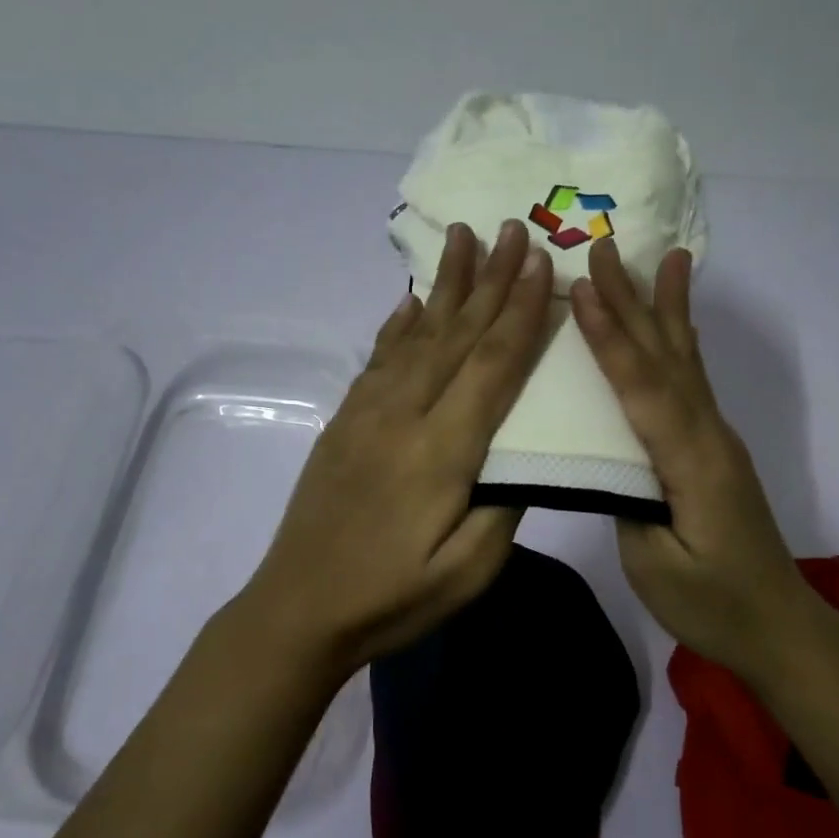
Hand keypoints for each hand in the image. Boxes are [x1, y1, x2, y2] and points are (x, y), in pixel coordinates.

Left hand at [248, 219, 553, 672]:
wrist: (297, 608)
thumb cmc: (392, 598)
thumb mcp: (467, 573)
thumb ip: (504, 507)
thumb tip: (525, 452)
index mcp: (441, 451)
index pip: (491, 365)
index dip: (520, 311)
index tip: (541, 263)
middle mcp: (403, 415)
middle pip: (456, 334)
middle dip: (490, 278)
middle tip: (513, 228)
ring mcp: (367, 413)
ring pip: (416, 334)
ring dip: (445, 284)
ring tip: (463, 237)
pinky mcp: (345, 421)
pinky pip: (379, 357)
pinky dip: (399, 321)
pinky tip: (411, 299)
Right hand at [571, 239, 820, 685]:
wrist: (780, 627)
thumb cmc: (713, 605)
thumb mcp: (655, 564)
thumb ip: (627, 498)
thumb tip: (606, 453)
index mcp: (691, 462)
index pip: (642, 388)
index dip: (610, 337)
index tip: (584, 287)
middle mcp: (708, 436)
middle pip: (665, 357)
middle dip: (633, 300)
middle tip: (608, 247)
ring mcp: (715, 439)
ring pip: (685, 361)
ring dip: (666, 307)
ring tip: (668, 257)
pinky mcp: (713, 449)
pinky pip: (691, 382)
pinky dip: (679, 343)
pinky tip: (677, 326)